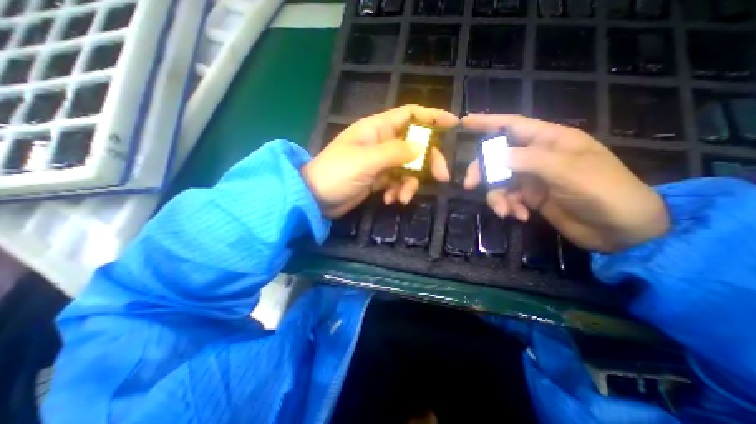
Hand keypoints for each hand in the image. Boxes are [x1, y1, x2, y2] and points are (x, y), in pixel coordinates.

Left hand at [304, 105, 456, 217]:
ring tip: (400, 198)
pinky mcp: (378, 179)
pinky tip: (389, 200)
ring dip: (409, 184)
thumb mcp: (367, 161)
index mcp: (377, 129)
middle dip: (428, 161)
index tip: (453, 124)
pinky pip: (396, 182)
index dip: (431, 116)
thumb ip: (396, 152)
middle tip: (440, 177)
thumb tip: (422, 148)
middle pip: (415, 145)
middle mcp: (381, 143)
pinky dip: (396, 191)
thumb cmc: (337, 173)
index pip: (409, 114)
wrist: (316, 198)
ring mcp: (380, 162)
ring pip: (407, 168)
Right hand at [460, 114, 666, 251]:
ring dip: (497, 197)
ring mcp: (531, 178)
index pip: (512, 125)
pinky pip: (508, 198)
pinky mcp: (530, 197)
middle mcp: (536, 157)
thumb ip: (528, 160)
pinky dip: (508, 207)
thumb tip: (493, 156)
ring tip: (505, 211)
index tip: (464, 122)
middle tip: (470, 185)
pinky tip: (519, 216)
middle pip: (497, 157)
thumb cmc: (603, 191)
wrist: (620, 230)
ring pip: (499, 181)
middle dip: (482, 171)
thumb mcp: (567, 171)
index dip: (487, 122)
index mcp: (549, 140)